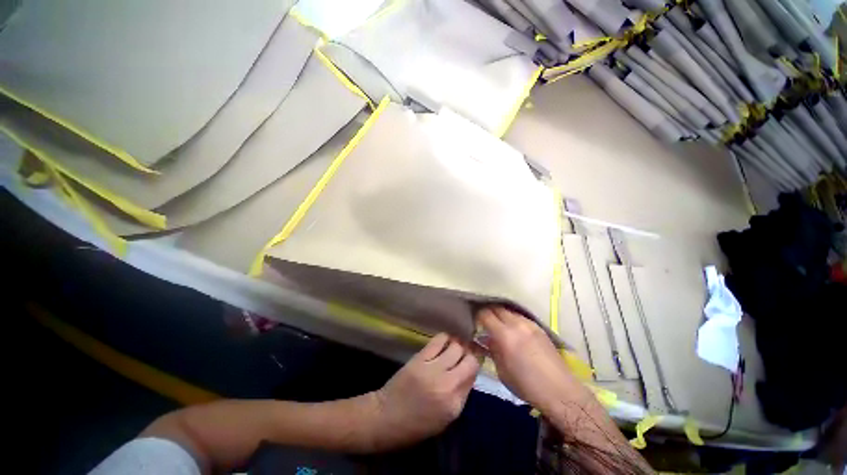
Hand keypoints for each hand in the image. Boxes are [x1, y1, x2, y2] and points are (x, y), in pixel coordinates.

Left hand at [367, 333, 479, 450]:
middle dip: (470, 353)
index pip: (474, 374)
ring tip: (455, 346)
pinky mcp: (419, 358)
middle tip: (465, 353)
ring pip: (456, 346)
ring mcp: (432, 369)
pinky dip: (445, 338)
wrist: (386, 417)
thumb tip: (469, 372)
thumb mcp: (446, 418)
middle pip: (469, 358)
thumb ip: (461, 394)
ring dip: (458, 344)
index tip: (472, 361)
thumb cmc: (417, 424)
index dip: (475, 365)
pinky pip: (438, 340)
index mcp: (454, 404)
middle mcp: (447, 384)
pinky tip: (445, 341)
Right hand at [477, 307, 576, 411]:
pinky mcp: (539, 327)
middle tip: (483, 320)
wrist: (561, 391)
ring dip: (501, 314)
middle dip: (488, 311)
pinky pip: (520, 317)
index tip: (474, 320)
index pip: (485, 314)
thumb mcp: (502, 371)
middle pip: (497, 308)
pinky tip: (513, 329)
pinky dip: (512, 319)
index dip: (477, 315)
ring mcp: (529, 324)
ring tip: (498, 324)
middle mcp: (517, 324)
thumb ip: (493, 350)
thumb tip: (486, 338)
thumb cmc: (527, 386)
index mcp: (505, 335)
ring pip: (509, 311)